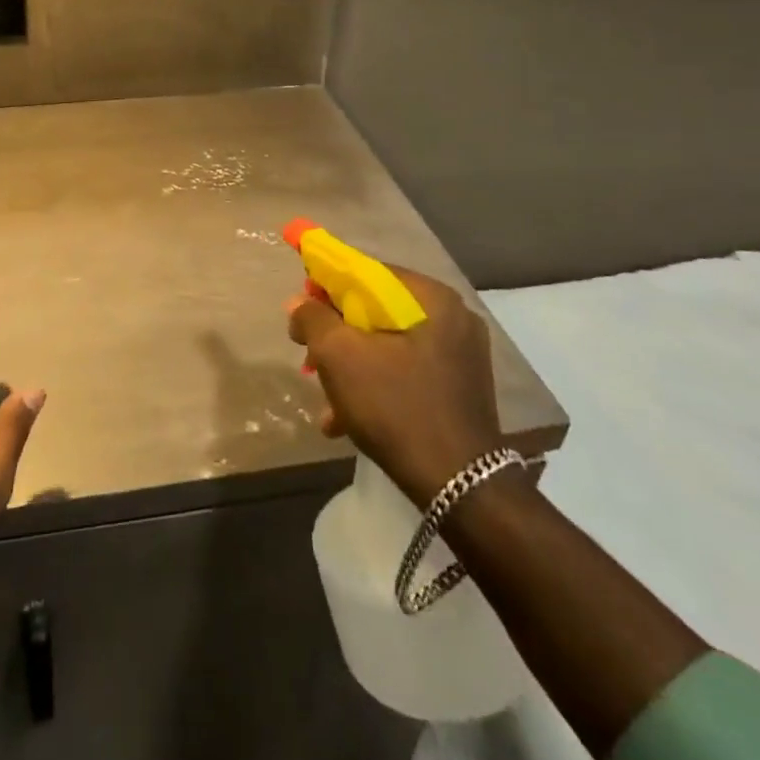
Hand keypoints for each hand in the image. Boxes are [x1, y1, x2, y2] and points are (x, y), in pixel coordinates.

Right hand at [287, 265, 503, 506]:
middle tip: (309, 355)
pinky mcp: (460, 389)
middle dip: (337, 333)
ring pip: (388, 344)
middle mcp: (453, 318)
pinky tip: (345, 419)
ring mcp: (461, 356)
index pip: (367, 271)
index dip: (327, 284)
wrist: (460, 488)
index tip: (302, 307)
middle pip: (376, 310)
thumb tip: (299, 301)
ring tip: (325, 398)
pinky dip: (375, 385)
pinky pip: (406, 371)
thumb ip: (313, 318)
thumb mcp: (339, 355)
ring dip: (351, 365)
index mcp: (431, 298)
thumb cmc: (396, 406)